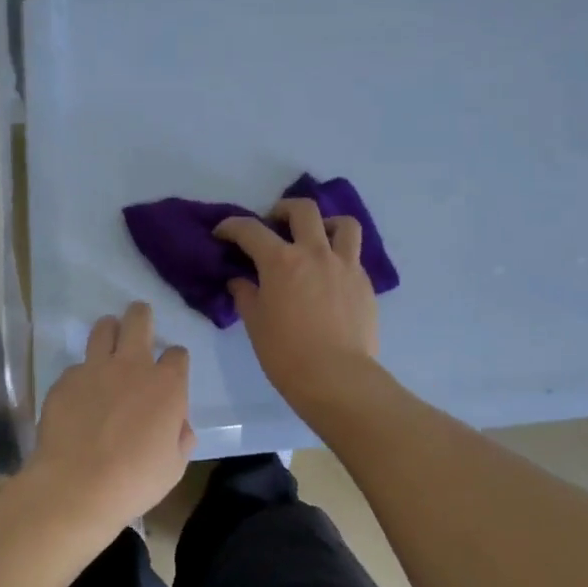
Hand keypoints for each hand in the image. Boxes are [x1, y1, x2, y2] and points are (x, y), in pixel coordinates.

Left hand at [26, 301, 195, 531]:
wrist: (76, 488)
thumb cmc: (134, 481)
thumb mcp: (174, 466)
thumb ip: (180, 437)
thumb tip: (178, 425)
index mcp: (166, 385)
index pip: (177, 353)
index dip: (174, 361)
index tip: (169, 373)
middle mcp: (132, 366)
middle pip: (139, 319)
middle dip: (141, 316)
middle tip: (139, 323)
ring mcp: (95, 369)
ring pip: (103, 328)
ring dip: (109, 331)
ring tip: (108, 343)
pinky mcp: (65, 381)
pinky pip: (76, 367)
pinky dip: (81, 376)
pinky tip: (79, 397)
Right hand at [214, 198, 379, 404]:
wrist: (337, 377)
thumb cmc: (286, 354)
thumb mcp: (255, 324)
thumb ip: (246, 295)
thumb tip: (240, 281)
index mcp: (281, 261)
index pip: (250, 230)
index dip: (232, 227)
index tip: (223, 233)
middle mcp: (315, 253)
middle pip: (303, 210)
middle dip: (283, 209)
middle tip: (274, 223)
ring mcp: (345, 265)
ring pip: (343, 224)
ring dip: (326, 224)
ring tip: (316, 239)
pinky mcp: (364, 283)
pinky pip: (354, 256)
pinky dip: (340, 257)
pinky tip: (330, 278)